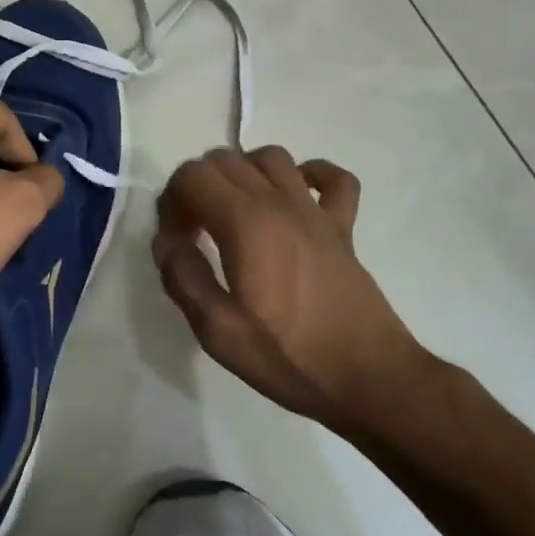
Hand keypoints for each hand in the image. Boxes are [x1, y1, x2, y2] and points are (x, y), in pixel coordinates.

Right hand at [152, 147, 427, 429]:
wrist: (368, 377)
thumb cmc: (289, 357)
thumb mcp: (218, 332)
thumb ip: (184, 279)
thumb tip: (166, 241)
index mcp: (246, 223)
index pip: (193, 175)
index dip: (172, 200)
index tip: (175, 239)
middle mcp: (280, 202)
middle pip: (226, 159)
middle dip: (198, 185)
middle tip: (194, 231)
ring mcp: (317, 211)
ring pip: (272, 157)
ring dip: (243, 172)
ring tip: (234, 211)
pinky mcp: (344, 228)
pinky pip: (333, 178)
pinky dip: (311, 174)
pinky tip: (296, 197)